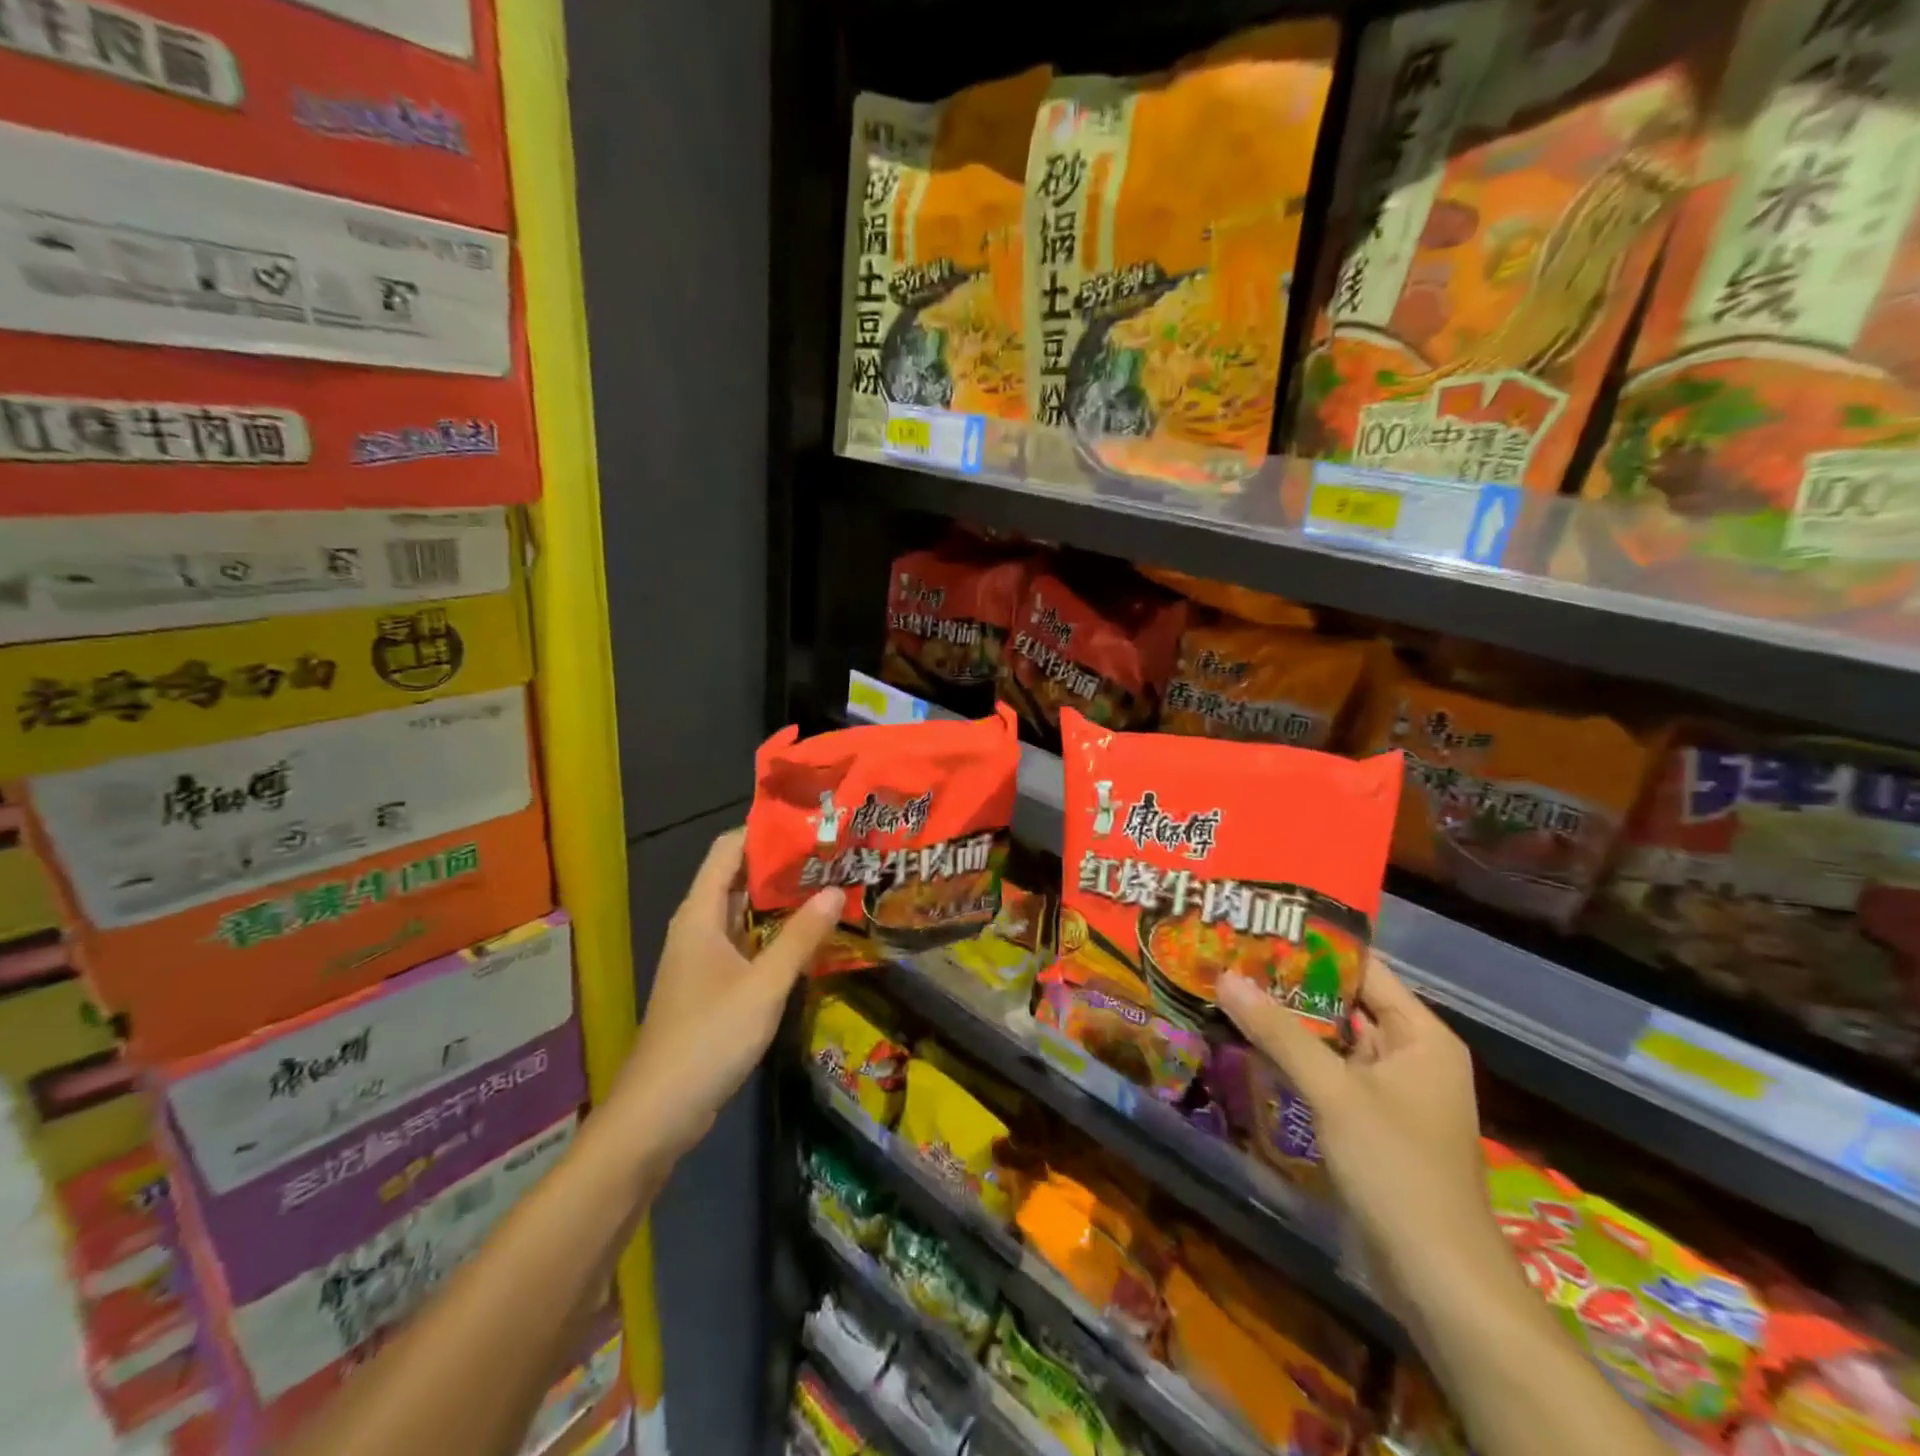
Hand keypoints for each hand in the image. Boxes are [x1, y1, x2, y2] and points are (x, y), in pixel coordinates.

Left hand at [606, 829, 842, 1167]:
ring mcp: (703, 958)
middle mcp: (698, 927)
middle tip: (832, 853)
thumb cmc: (707, 1039)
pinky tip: (809, 937)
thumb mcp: (763, 986)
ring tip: (829, 885)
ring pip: (743, 913)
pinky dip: (774, 932)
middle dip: (781, 864)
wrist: (657, 1114)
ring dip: (780, 900)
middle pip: (737, 878)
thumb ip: (801, 938)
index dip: (763, 831)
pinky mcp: (711, 986)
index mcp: (699, 915)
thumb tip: (836, 889)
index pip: (728, 850)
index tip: (810, 822)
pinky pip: (746, 943)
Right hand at [1217, 957, 1507, 1316]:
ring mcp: (1390, 1092)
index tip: (1261, 923)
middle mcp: (1410, 1054)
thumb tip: (1225, 976)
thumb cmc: (1398, 1169)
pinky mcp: (1370, 1123)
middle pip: (1344, 1003)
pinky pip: (1328, 1074)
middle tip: (1232, 954)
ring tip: (1230, 989)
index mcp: (1421, 1035)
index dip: (1314, 945)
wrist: (1439, 1280)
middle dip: (1291, 983)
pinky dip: (1294, 1059)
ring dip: (1288, 1022)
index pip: (1364, 969)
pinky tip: (1249, 1044)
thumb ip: (1279, 1032)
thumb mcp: (1334, 1092)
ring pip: (1332, 1041)